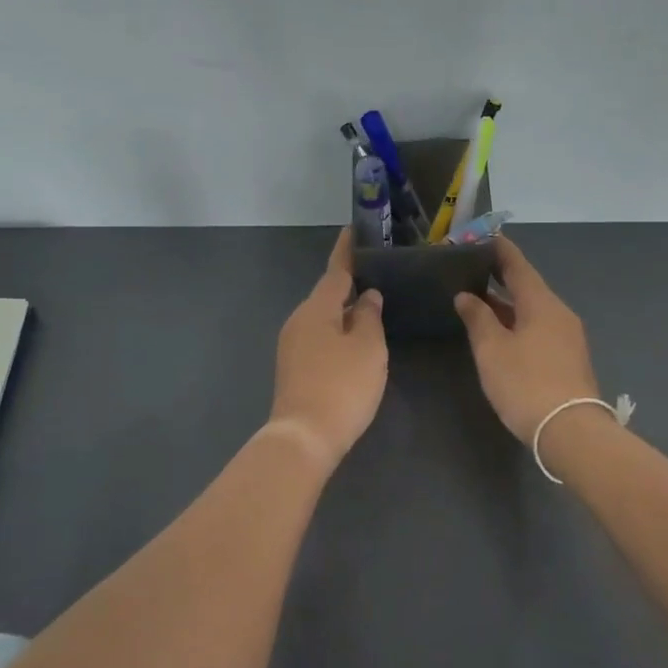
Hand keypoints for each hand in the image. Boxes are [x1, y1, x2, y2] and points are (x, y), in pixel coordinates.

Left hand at [268, 230, 387, 466]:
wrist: (304, 436)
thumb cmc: (342, 386)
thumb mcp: (367, 347)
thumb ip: (369, 316)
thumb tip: (367, 297)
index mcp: (317, 308)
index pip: (336, 271)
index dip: (347, 251)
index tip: (354, 231)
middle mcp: (299, 320)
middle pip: (327, 295)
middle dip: (349, 285)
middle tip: (376, 275)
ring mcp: (292, 345)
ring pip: (322, 318)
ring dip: (343, 312)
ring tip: (370, 308)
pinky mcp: (293, 368)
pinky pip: (318, 338)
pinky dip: (336, 333)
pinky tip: (353, 342)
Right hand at [454, 235, 601, 445]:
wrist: (570, 431)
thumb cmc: (526, 383)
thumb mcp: (492, 349)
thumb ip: (477, 318)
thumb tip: (466, 296)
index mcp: (541, 303)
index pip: (518, 266)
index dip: (500, 251)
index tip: (484, 237)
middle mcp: (558, 313)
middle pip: (528, 287)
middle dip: (501, 278)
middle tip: (473, 269)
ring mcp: (567, 337)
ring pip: (532, 310)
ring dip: (507, 303)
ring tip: (478, 300)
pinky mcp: (567, 358)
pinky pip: (538, 328)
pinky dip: (517, 322)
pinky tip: (500, 331)